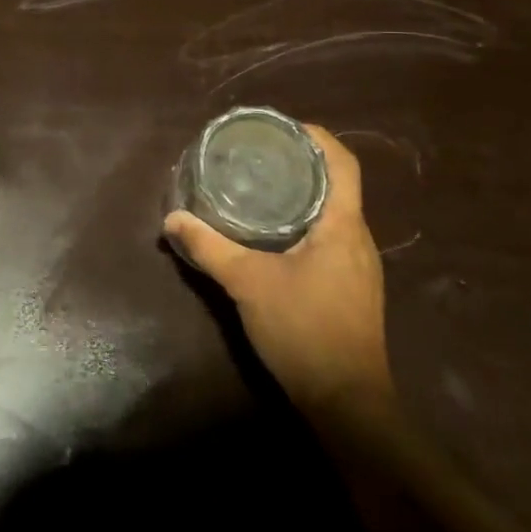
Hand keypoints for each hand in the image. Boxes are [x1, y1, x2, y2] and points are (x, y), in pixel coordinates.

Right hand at [164, 125, 394, 423]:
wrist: (348, 405)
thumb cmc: (304, 331)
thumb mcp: (248, 284)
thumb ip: (209, 248)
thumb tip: (172, 219)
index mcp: (343, 226)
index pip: (343, 163)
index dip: (316, 136)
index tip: (281, 127)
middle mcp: (358, 239)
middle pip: (336, 184)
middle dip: (301, 163)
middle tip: (258, 154)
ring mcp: (359, 266)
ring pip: (333, 212)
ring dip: (302, 194)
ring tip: (261, 185)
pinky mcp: (352, 288)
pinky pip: (330, 237)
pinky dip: (304, 222)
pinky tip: (273, 234)